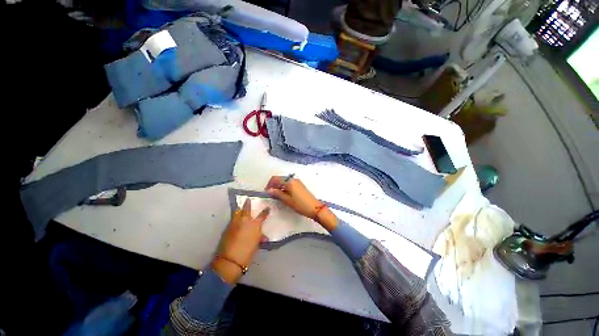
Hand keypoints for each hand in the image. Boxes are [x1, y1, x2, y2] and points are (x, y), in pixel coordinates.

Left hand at [211, 199, 268, 283]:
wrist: (231, 259)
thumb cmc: (248, 252)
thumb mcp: (257, 244)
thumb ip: (260, 237)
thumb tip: (263, 237)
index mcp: (255, 224)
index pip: (262, 215)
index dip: (265, 211)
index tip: (267, 207)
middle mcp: (245, 221)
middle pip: (246, 209)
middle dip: (247, 204)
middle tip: (248, 199)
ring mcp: (235, 223)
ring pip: (237, 212)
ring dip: (239, 210)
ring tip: (240, 208)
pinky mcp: (227, 228)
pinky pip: (232, 219)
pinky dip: (235, 218)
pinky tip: (235, 219)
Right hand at [265, 176, 337, 230]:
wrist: (315, 208)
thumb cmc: (300, 205)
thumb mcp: (287, 200)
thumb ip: (277, 194)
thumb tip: (269, 190)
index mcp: (289, 181)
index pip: (275, 179)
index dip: (269, 184)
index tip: (266, 192)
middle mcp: (293, 179)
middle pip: (280, 179)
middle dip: (274, 185)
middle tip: (271, 194)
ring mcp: (297, 181)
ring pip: (284, 181)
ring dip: (279, 186)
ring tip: (277, 196)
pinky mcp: (300, 185)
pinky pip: (289, 183)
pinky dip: (284, 187)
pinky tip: (284, 194)